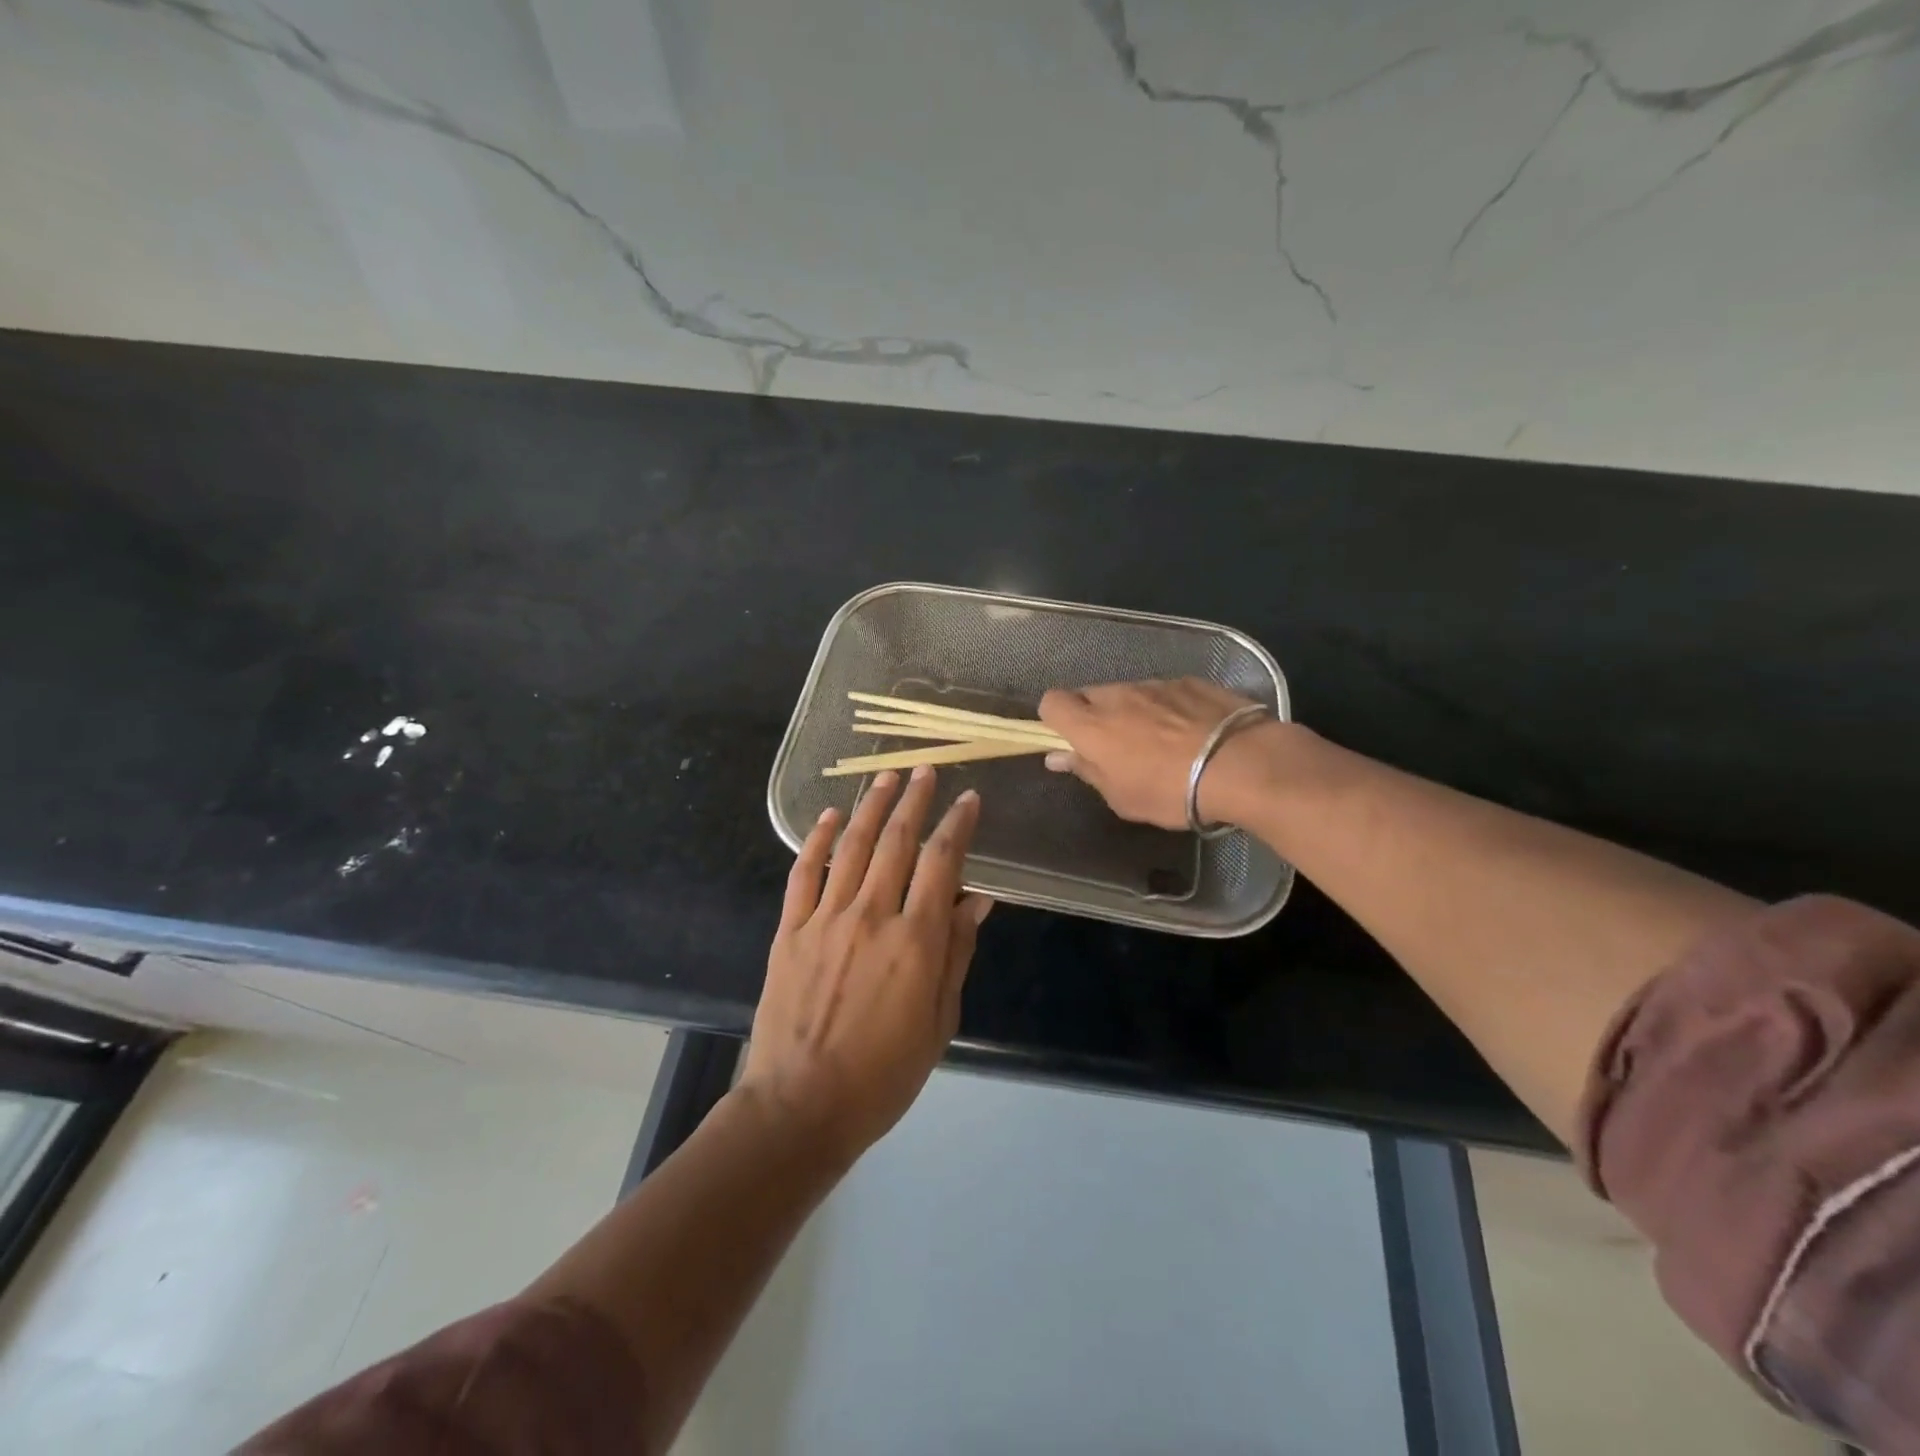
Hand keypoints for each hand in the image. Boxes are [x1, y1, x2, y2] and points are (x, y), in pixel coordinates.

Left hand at [741, 767, 991, 1165]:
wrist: (801, 1105)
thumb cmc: (883, 1074)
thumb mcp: (939, 1020)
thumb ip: (956, 953)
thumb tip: (977, 899)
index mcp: (915, 940)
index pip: (943, 863)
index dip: (958, 825)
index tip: (968, 798)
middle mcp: (871, 916)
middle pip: (897, 842)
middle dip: (915, 800)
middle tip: (925, 770)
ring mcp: (826, 919)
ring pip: (853, 847)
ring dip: (872, 807)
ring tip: (887, 777)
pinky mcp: (791, 930)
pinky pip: (805, 873)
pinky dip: (817, 840)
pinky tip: (831, 816)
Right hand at [1039, 678, 1269, 830]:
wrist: (1241, 765)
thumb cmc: (1171, 792)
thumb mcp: (1122, 797)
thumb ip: (1087, 771)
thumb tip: (1057, 756)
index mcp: (1092, 725)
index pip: (1051, 702)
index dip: (1055, 719)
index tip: (1070, 741)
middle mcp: (1118, 696)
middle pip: (1089, 695)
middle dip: (1094, 715)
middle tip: (1116, 746)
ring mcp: (1155, 684)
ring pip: (1128, 693)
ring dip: (1132, 711)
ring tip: (1161, 741)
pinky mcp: (1190, 681)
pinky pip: (1164, 691)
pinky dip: (1167, 707)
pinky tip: (1191, 731)